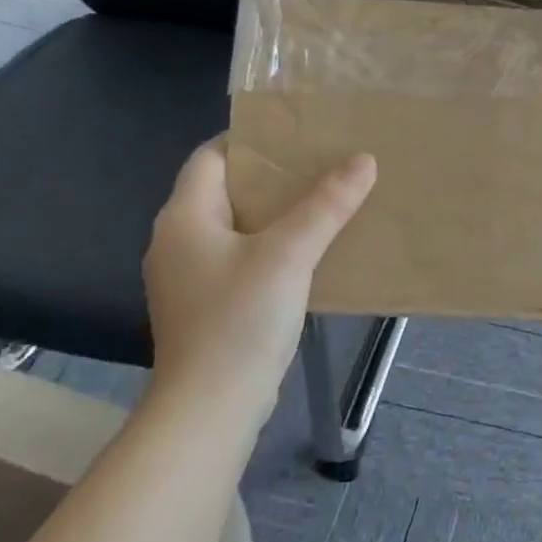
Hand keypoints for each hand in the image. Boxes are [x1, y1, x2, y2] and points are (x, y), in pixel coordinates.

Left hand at [143, 140, 375, 410]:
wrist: (211, 406)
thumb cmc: (240, 320)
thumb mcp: (289, 255)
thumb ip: (326, 205)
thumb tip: (363, 160)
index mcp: (184, 217)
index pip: (210, 156)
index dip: (250, 140)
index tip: (297, 135)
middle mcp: (178, 241)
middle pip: (226, 191)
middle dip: (273, 177)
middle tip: (322, 166)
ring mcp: (189, 277)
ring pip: (236, 228)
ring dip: (276, 215)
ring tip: (324, 204)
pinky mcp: (206, 306)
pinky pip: (241, 260)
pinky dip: (271, 249)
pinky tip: (308, 255)